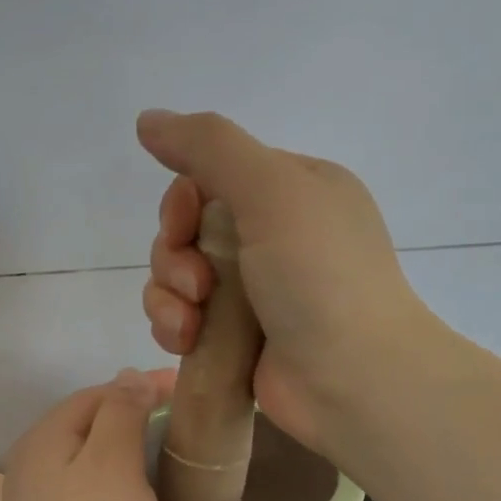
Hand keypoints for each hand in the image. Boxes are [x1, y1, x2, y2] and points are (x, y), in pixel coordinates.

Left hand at [0, 368, 175, 500]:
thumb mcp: (113, 463)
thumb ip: (121, 413)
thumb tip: (128, 378)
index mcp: (43, 436)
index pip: (97, 393)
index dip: (141, 386)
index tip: (186, 390)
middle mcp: (30, 461)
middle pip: (87, 423)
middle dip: (131, 414)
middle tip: (180, 419)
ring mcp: (35, 500)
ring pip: (86, 458)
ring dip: (123, 449)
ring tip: (164, 452)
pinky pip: (84, 489)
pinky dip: (113, 481)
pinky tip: (135, 496)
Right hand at [137, 109, 428, 453]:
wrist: (353, 381)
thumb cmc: (320, 278)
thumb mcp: (273, 191)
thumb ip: (210, 147)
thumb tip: (147, 119)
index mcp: (293, 190)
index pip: (212, 175)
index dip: (184, 200)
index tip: (185, 225)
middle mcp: (274, 236)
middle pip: (188, 229)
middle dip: (174, 255)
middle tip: (196, 284)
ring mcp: (255, 291)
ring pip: (177, 276)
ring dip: (168, 295)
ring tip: (189, 323)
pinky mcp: (235, 337)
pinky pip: (182, 317)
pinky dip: (174, 325)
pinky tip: (186, 342)